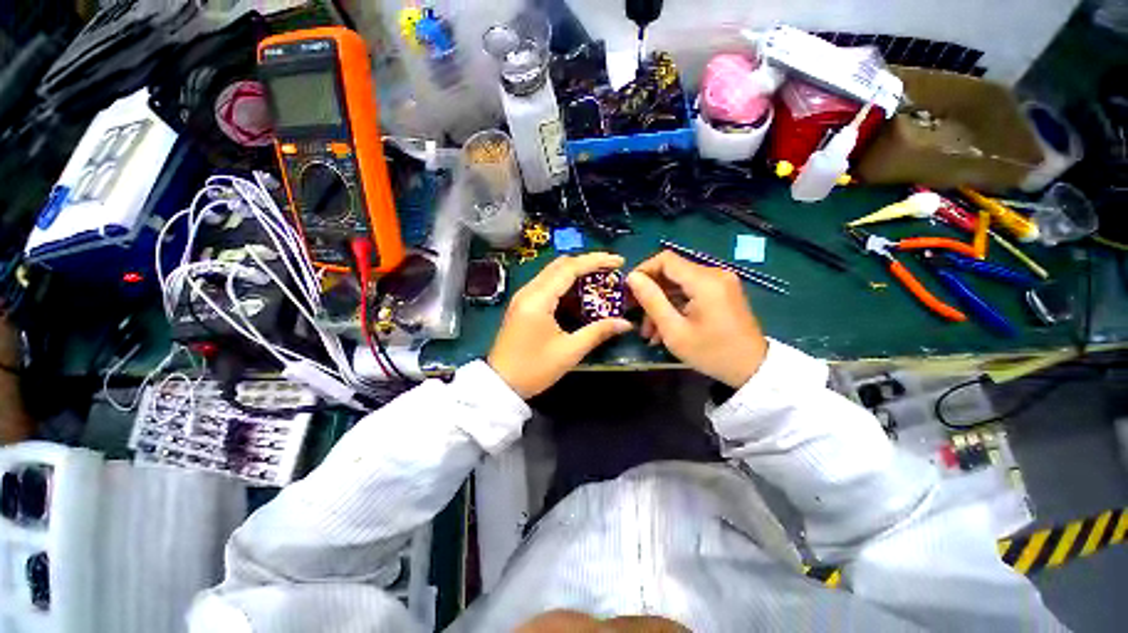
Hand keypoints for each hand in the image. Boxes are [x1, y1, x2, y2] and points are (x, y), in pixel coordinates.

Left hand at [488, 253, 632, 398]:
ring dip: (577, 272)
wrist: (501, 384)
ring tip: (600, 280)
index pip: (569, 268)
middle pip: (560, 265)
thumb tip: (625, 323)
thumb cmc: (534, 369)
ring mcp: (523, 296)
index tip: (618, 261)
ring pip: (553, 273)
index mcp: (538, 299)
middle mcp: (528, 291)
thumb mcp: (569, 352)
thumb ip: (598, 332)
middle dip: (587, 263)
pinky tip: (580, 294)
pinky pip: (547, 285)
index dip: (596, 261)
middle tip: (611, 270)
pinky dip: (565, 284)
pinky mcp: (523, 304)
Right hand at [626, 251, 767, 387]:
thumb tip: (632, 277)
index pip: (666, 260)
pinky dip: (676, 306)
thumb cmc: (712, 352)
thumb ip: (652, 300)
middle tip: (634, 314)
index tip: (628, 290)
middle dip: (650, 292)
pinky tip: (665, 329)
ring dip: (661, 304)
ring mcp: (720, 283)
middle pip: (672, 272)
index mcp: (705, 281)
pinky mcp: (722, 292)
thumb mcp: (674, 330)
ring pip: (679, 284)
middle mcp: (715, 274)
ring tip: (649, 331)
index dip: (643, 270)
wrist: (753, 370)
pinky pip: (691, 292)